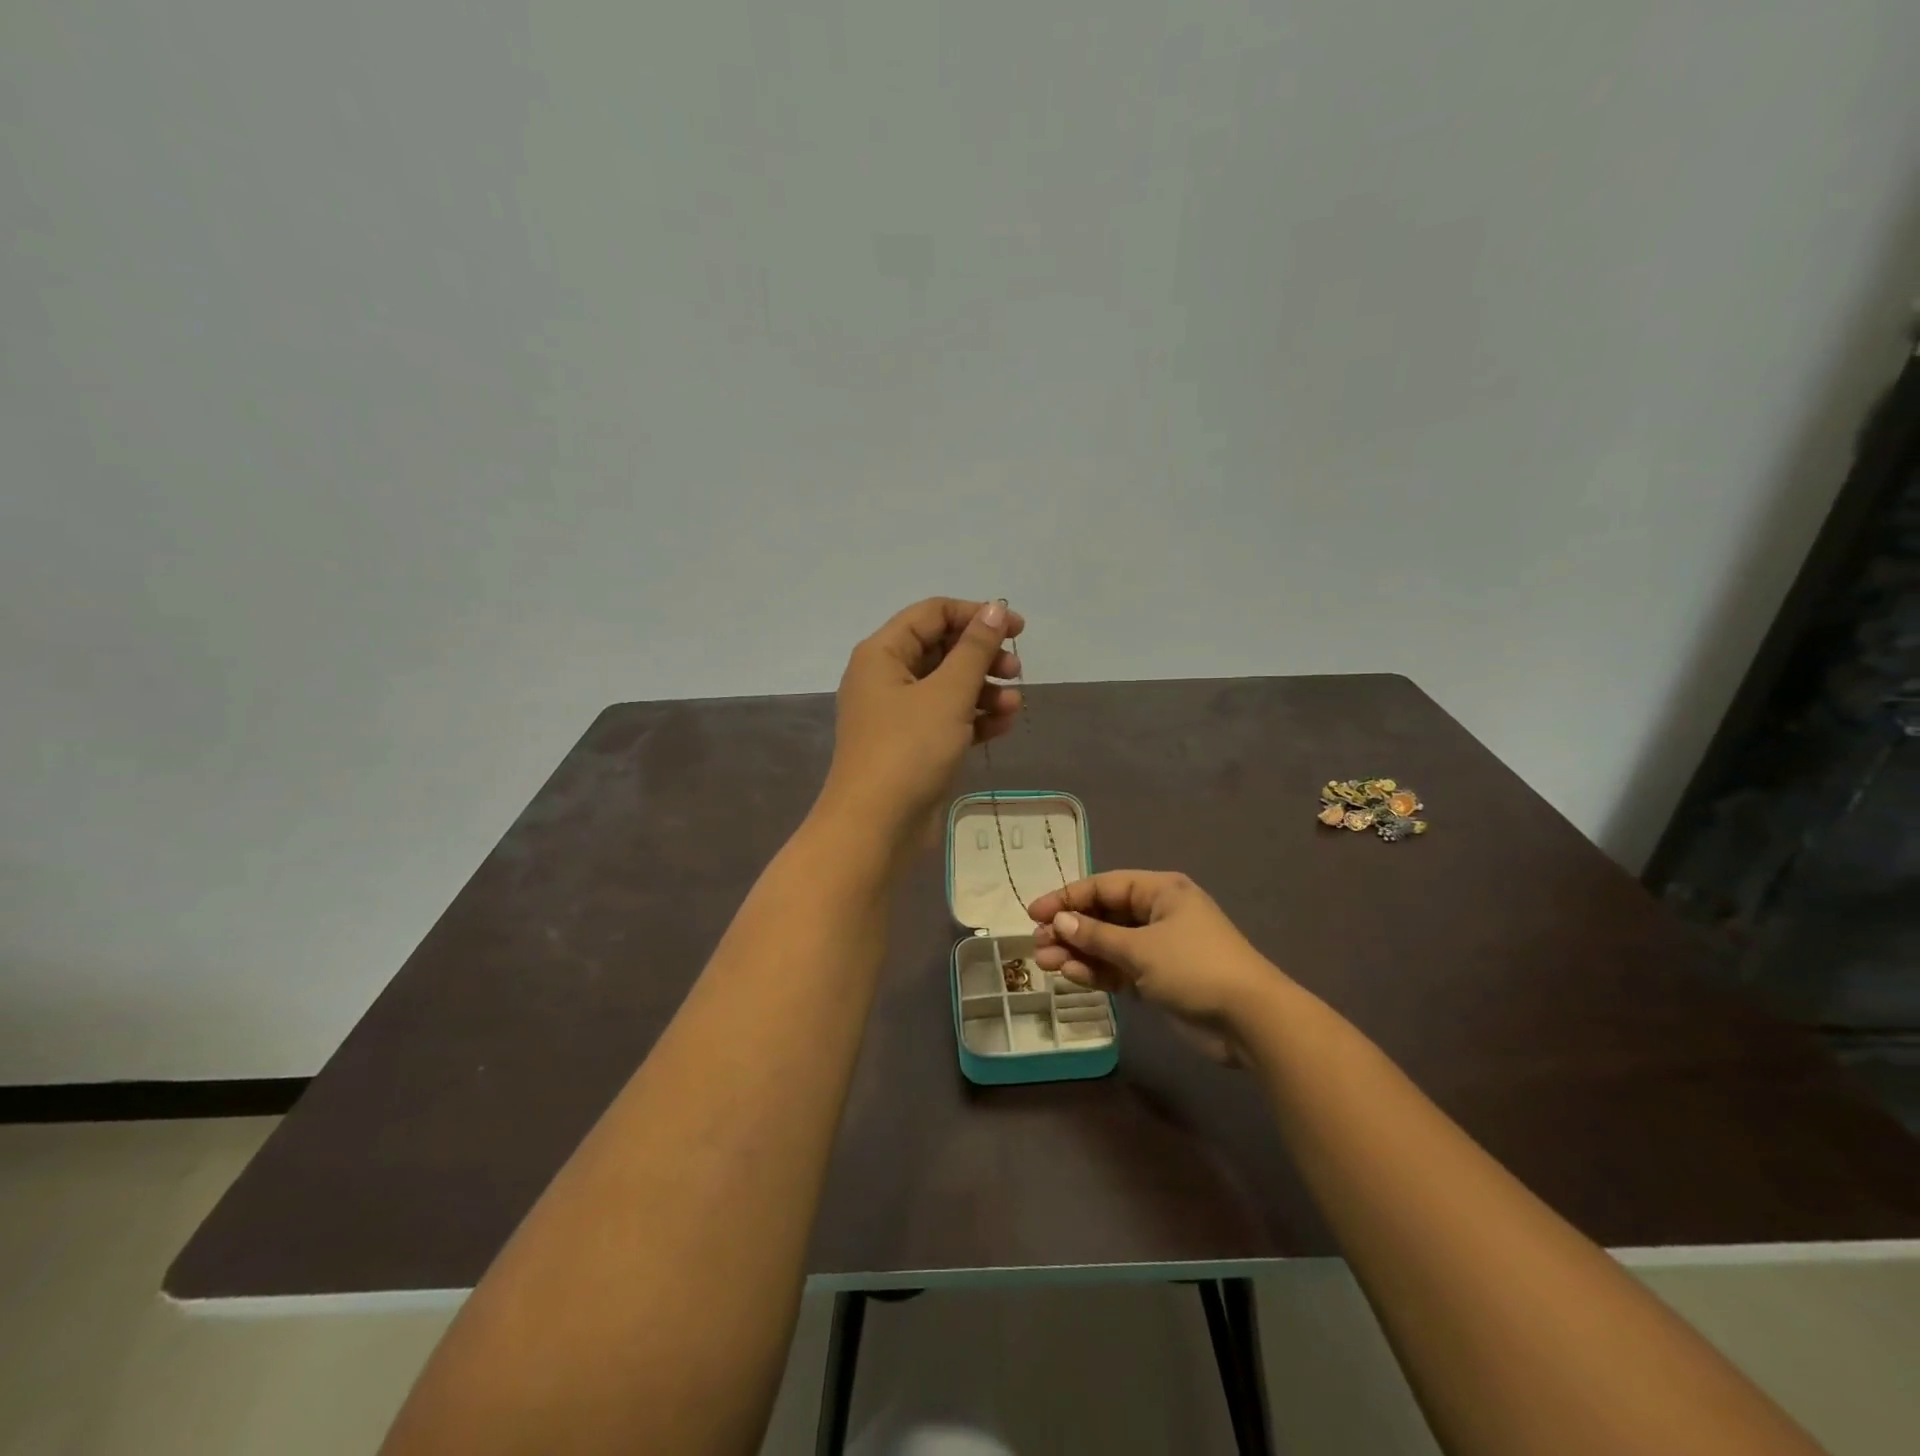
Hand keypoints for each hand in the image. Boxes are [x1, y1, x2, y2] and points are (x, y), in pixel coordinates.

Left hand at [819, 597, 1024, 846]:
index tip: (1016, 630)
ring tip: (1015, 705)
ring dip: (983, 691)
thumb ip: (974, 649)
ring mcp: (897, 714)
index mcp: (882, 653)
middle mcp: (885, 677)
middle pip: (941, 649)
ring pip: (947, 687)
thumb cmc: (909, 750)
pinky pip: (946, 719)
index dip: (976, 615)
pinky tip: (1003, 727)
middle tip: (1016, 671)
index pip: (933, 614)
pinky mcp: (910, 745)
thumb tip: (994, 608)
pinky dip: (973, 718)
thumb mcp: (948, 693)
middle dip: (982, 657)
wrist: (876, 827)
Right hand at [1028, 872, 1286, 1062]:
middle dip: (1069, 929)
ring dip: (1078, 952)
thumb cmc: (1195, 967)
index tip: (1034, 913)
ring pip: (1108, 945)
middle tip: (1037, 944)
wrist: (1250, 1020)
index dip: (1067, 898)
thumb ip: (1096, 936)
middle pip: (1103, 915)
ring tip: (1045, 962)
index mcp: (1160, 891)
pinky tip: (1071, 975)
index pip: (1104, 886)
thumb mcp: (1141, 948)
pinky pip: (1119, 969)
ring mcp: (1158, 948)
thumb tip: (1060, 922)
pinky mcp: (1159, 980)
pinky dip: (1097, 972)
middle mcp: (1157, 914)